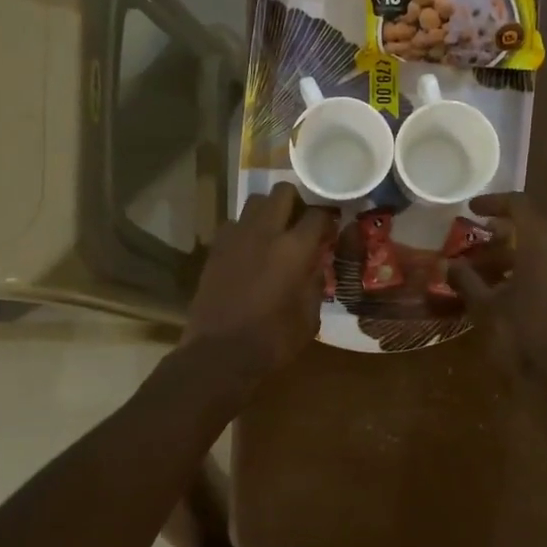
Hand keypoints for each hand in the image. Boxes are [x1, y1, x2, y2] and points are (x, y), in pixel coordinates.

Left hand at [183, 182, 336, 388]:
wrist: (219, 354)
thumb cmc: (272, 341)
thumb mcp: (310, 317)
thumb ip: (315, 282)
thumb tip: (315, 263)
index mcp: (294, 249)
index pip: (319, 215)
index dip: (328, 220)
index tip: (330, 231)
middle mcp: (265, 232)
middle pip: (283, 192)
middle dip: (297, 202)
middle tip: (301, 224)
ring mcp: (235, 237)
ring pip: (255, 202)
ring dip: (269, 212)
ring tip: (275, 235)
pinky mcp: (215, 248)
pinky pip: (235, 224)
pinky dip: (246, 230)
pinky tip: (250, 252)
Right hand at [446, 194, 546, 374]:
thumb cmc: (517, 332)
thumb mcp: (483, 303)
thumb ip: (465, 278)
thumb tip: (446, 264)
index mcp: (542, 240)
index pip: (518, 204)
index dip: (492, 203)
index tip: (470, 209)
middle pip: (531, 224)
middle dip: (501, 231)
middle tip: (474, 239)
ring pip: (541, 245)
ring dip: (513, 251)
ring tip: (482, 266)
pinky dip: (527, 266)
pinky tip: (503, 285)